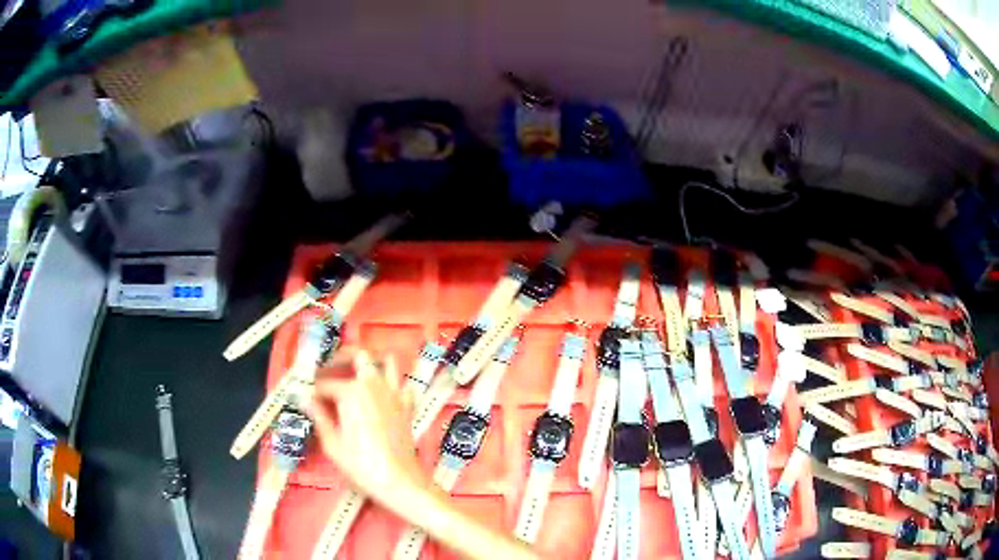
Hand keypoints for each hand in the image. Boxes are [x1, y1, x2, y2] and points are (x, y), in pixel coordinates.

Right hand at [306, 349, 428, 496]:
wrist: (401, 481)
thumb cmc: (362, 466)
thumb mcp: (333, 444)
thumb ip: (319, 416)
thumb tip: (304, 399)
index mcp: (350, 392)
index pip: (325, 384)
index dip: (313, 390)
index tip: (306, 397)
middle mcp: (373, 385)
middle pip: (357, 355)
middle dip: (340, 358)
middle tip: (326, 372)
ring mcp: (394, 393)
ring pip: (385, 362)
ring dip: (370, 363)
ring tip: (354, 374)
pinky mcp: (408, 406)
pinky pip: (403, 384)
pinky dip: (393, 384)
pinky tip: (382, 396)